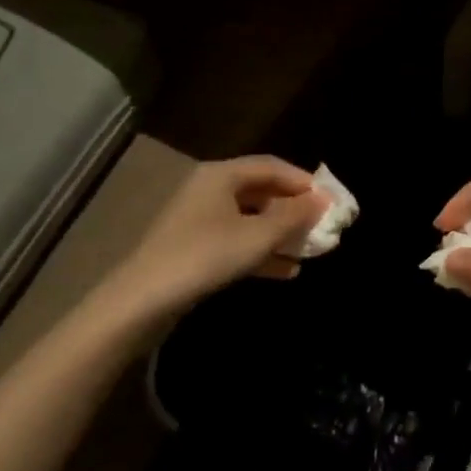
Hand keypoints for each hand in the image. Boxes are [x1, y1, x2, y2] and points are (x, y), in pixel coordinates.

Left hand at [107, 156, 327, 314]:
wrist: (139, 304)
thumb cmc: (204, 257)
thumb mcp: (257, 236)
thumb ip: (294, 216)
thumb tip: (323, 200)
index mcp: (222, 174)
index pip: (273, 166)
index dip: (304, 182)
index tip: (331, 201)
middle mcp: (211, 190)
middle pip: (263, 192)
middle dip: (294, 210)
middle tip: (322, 226)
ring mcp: (200, 220)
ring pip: (252, 219)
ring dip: (281, 234)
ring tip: (310, 251)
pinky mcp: (194, 249)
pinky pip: (237, 241)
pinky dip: (262, 251)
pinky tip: (286, 271)